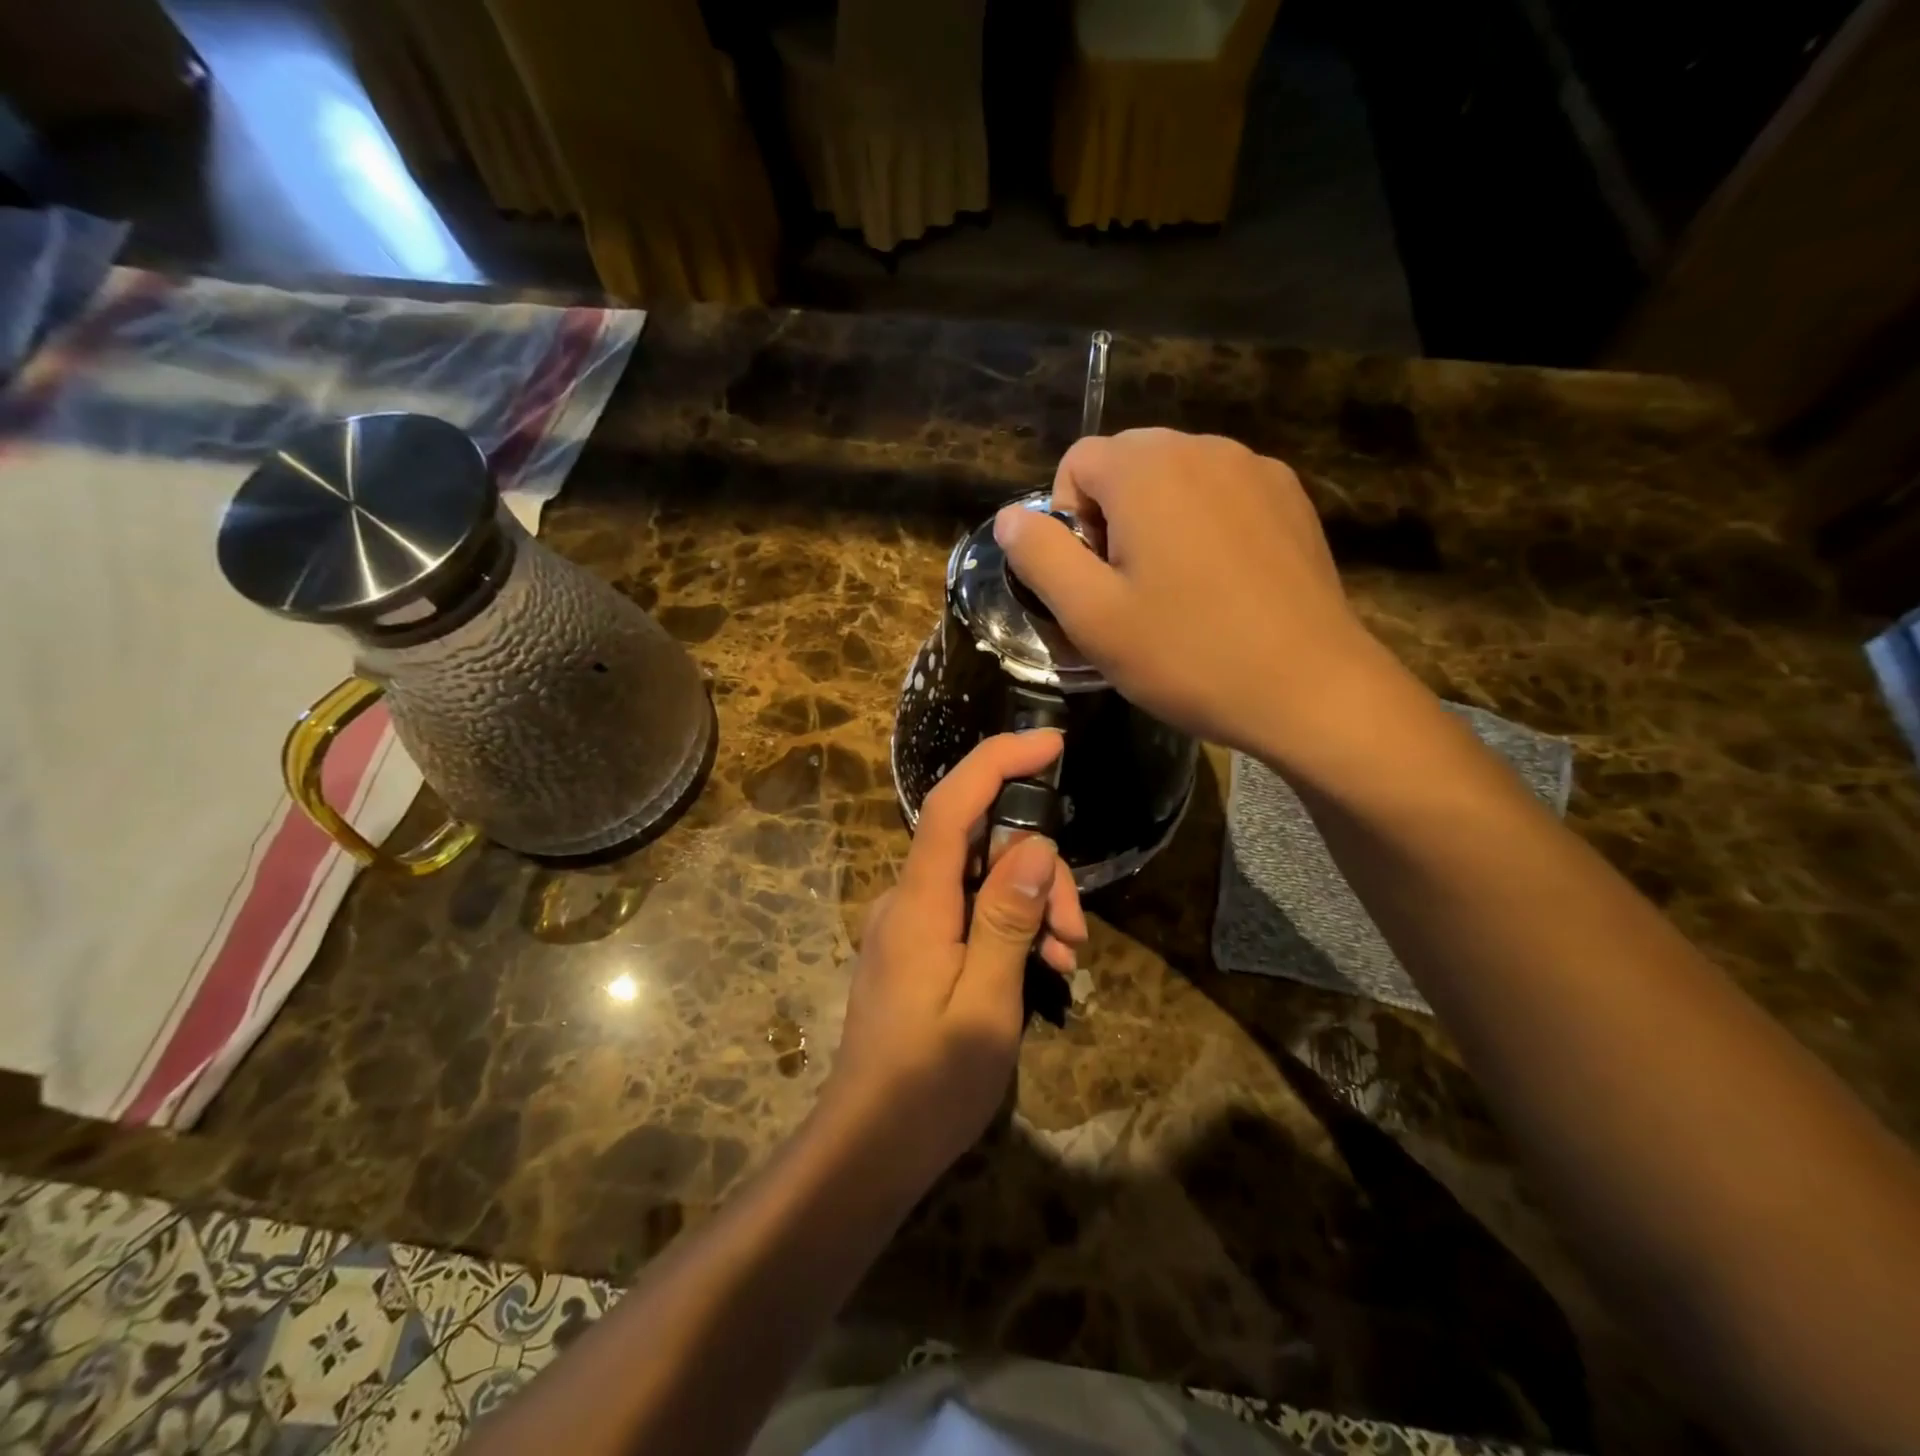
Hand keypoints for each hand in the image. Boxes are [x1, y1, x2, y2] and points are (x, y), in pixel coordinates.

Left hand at [823, 732, 1086, 1190]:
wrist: (869, 1146)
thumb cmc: (930, 1084)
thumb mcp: (987, 1004)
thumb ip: (1007, 919)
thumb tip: (1033, 844)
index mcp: (919, 902)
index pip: (953, 805)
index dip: (998, 762)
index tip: (1052, 744)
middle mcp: (909, 898)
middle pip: (982, 843)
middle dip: (1040, 870)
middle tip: (1076, 936)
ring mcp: (912, 922)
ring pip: (984, 877)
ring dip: (1033, 905)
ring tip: (1066, 962)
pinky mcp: (920, 945)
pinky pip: (972, 909)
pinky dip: (1011, 926)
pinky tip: (1041, 966)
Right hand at [994, 428, 1391, 762]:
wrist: (1309, 689)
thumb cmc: (1187, 654)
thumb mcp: (1091, 616)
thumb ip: (1040, 556)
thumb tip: (1011, 518)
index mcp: (1148, 469)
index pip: (1075, 462)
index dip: (1067, 523)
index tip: (1092, 582)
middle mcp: (1204, 449)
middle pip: (1126, 465)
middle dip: (1111, 519)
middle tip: (1129, 592)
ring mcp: (1256, 470)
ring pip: (1176, 480)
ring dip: (1157, 523)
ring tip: (1176, 592)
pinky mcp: (1290, 500)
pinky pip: (1222, 496)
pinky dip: (1203, 527)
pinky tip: (1222, 586)